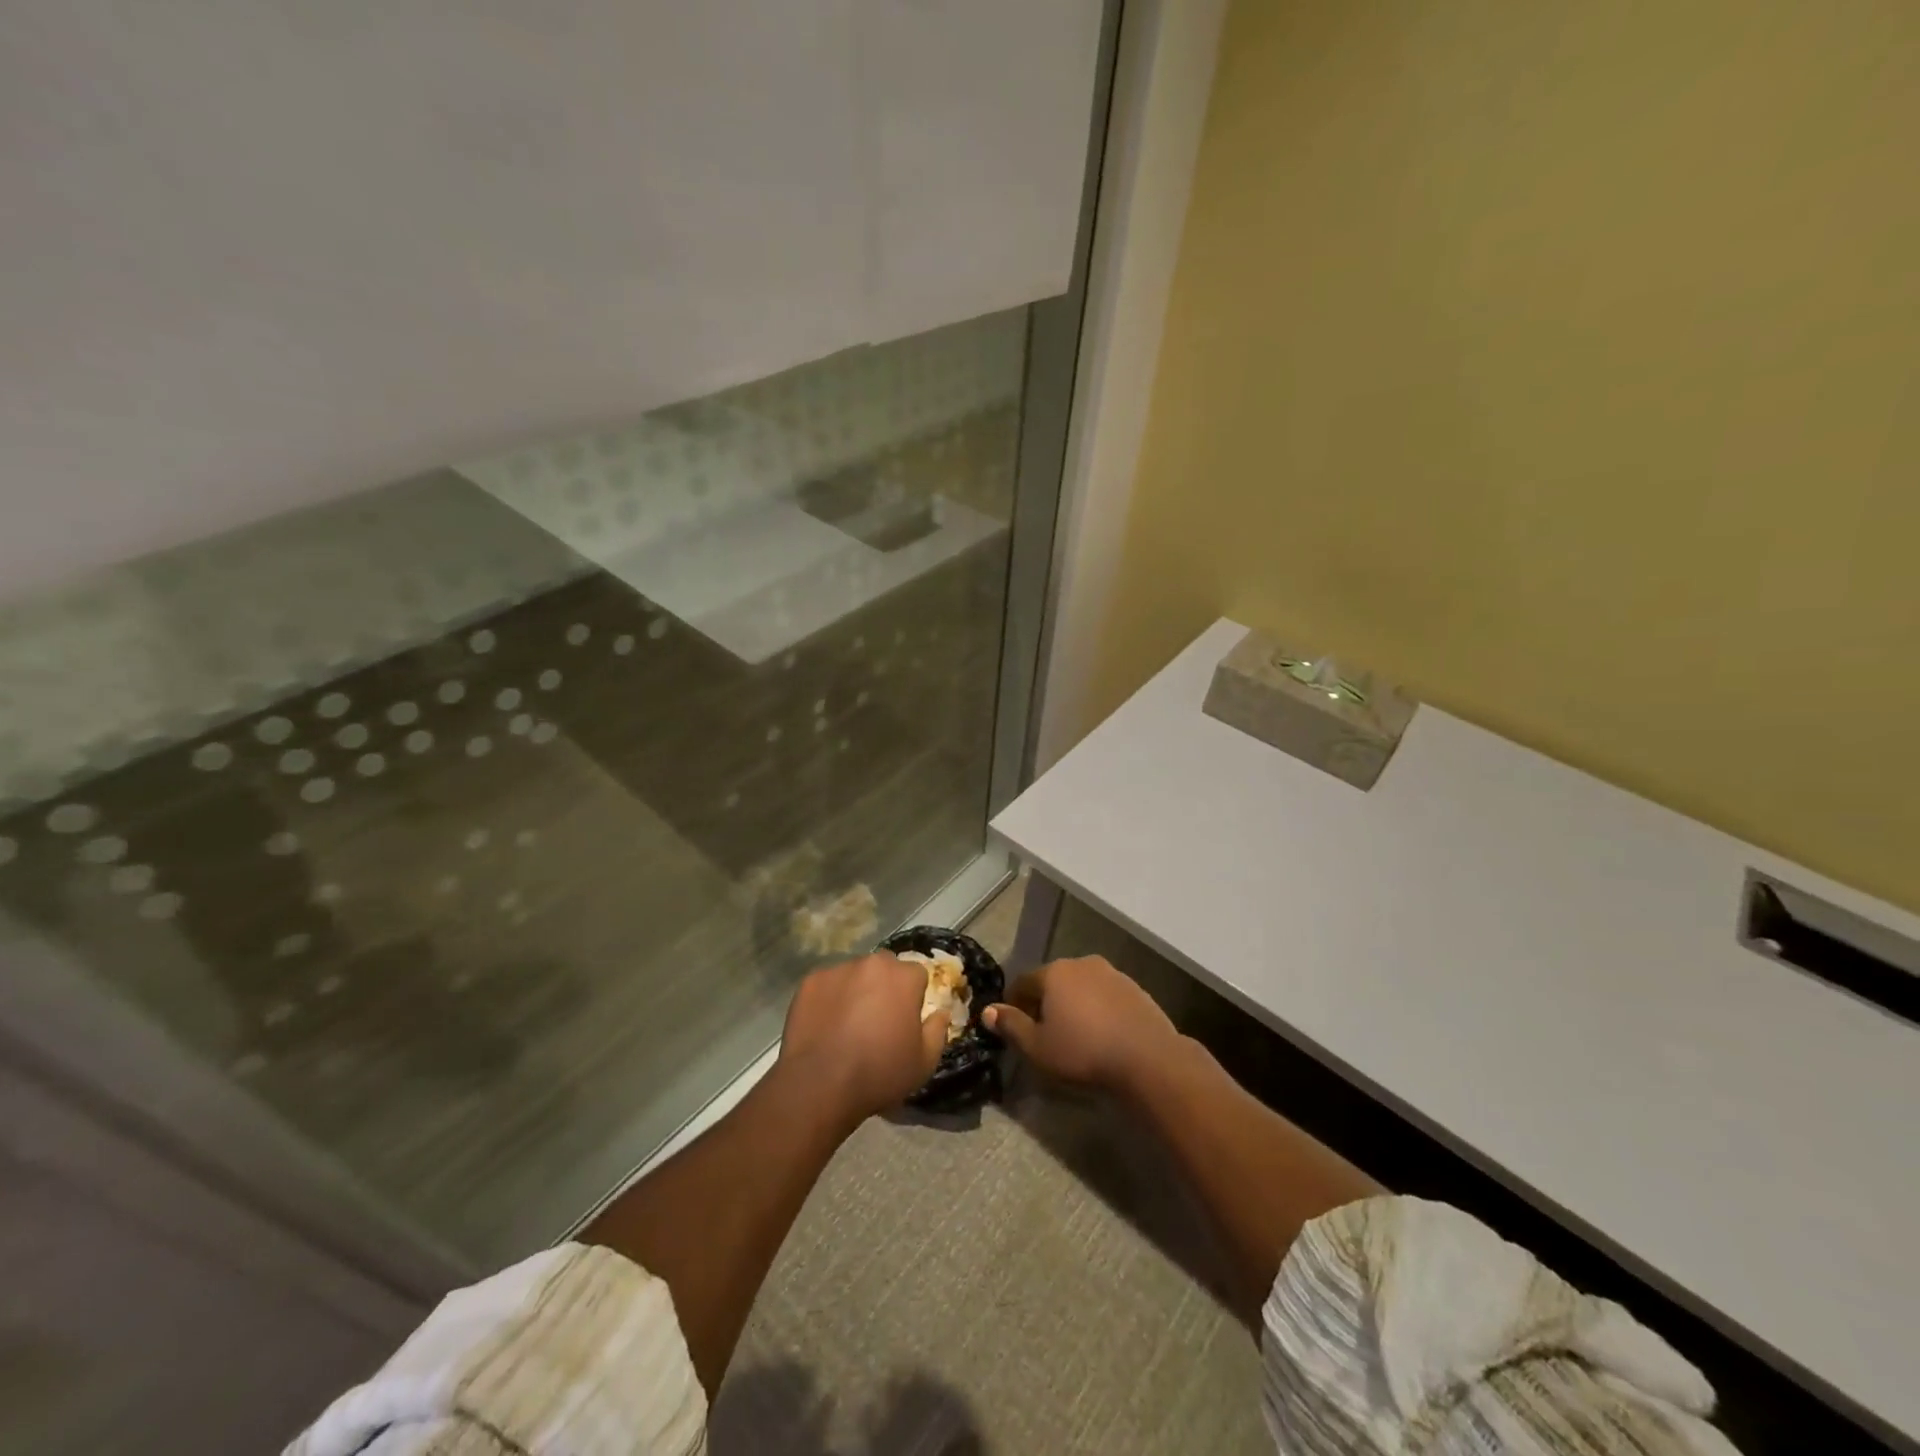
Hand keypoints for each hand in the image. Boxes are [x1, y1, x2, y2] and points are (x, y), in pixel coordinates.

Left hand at [779, 952, 946, 1124]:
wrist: (820, 1085)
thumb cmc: (879, 1073)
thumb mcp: (924, 1063)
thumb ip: (937, 1031)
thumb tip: (941, 1012)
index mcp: (903, 977)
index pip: (917, 975)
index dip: (913, 997)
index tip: (905, 1020)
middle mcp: (872, 963)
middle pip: (885, 968)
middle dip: (885, 986)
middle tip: (877, 1019)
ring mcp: (838, 969)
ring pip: (854, 974)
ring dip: (856, 990)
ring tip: (847, 1024)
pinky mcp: (810, 981)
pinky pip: (827, 984)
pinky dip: (829, 998)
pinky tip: (825, 1025)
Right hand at [984, 955, 1178, 1093]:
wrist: (1147, 1058)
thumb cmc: (1083, 1052)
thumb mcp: (1038, 1047)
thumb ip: (1011, 1026)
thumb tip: (988, 1011)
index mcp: (1054, 973)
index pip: (1022, 982)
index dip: (1014, 1004)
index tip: (1014, 1026)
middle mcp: (1081, 964)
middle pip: (1053, 980)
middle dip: (1044, 1002)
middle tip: (1043, 1032)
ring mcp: (1111, 973)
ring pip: (1081, 986)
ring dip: (1073, 1003)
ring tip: (1075, 1034)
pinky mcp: (1135, 988)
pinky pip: (1105, 995)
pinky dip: (1098, 1008)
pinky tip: (1102, 1033)